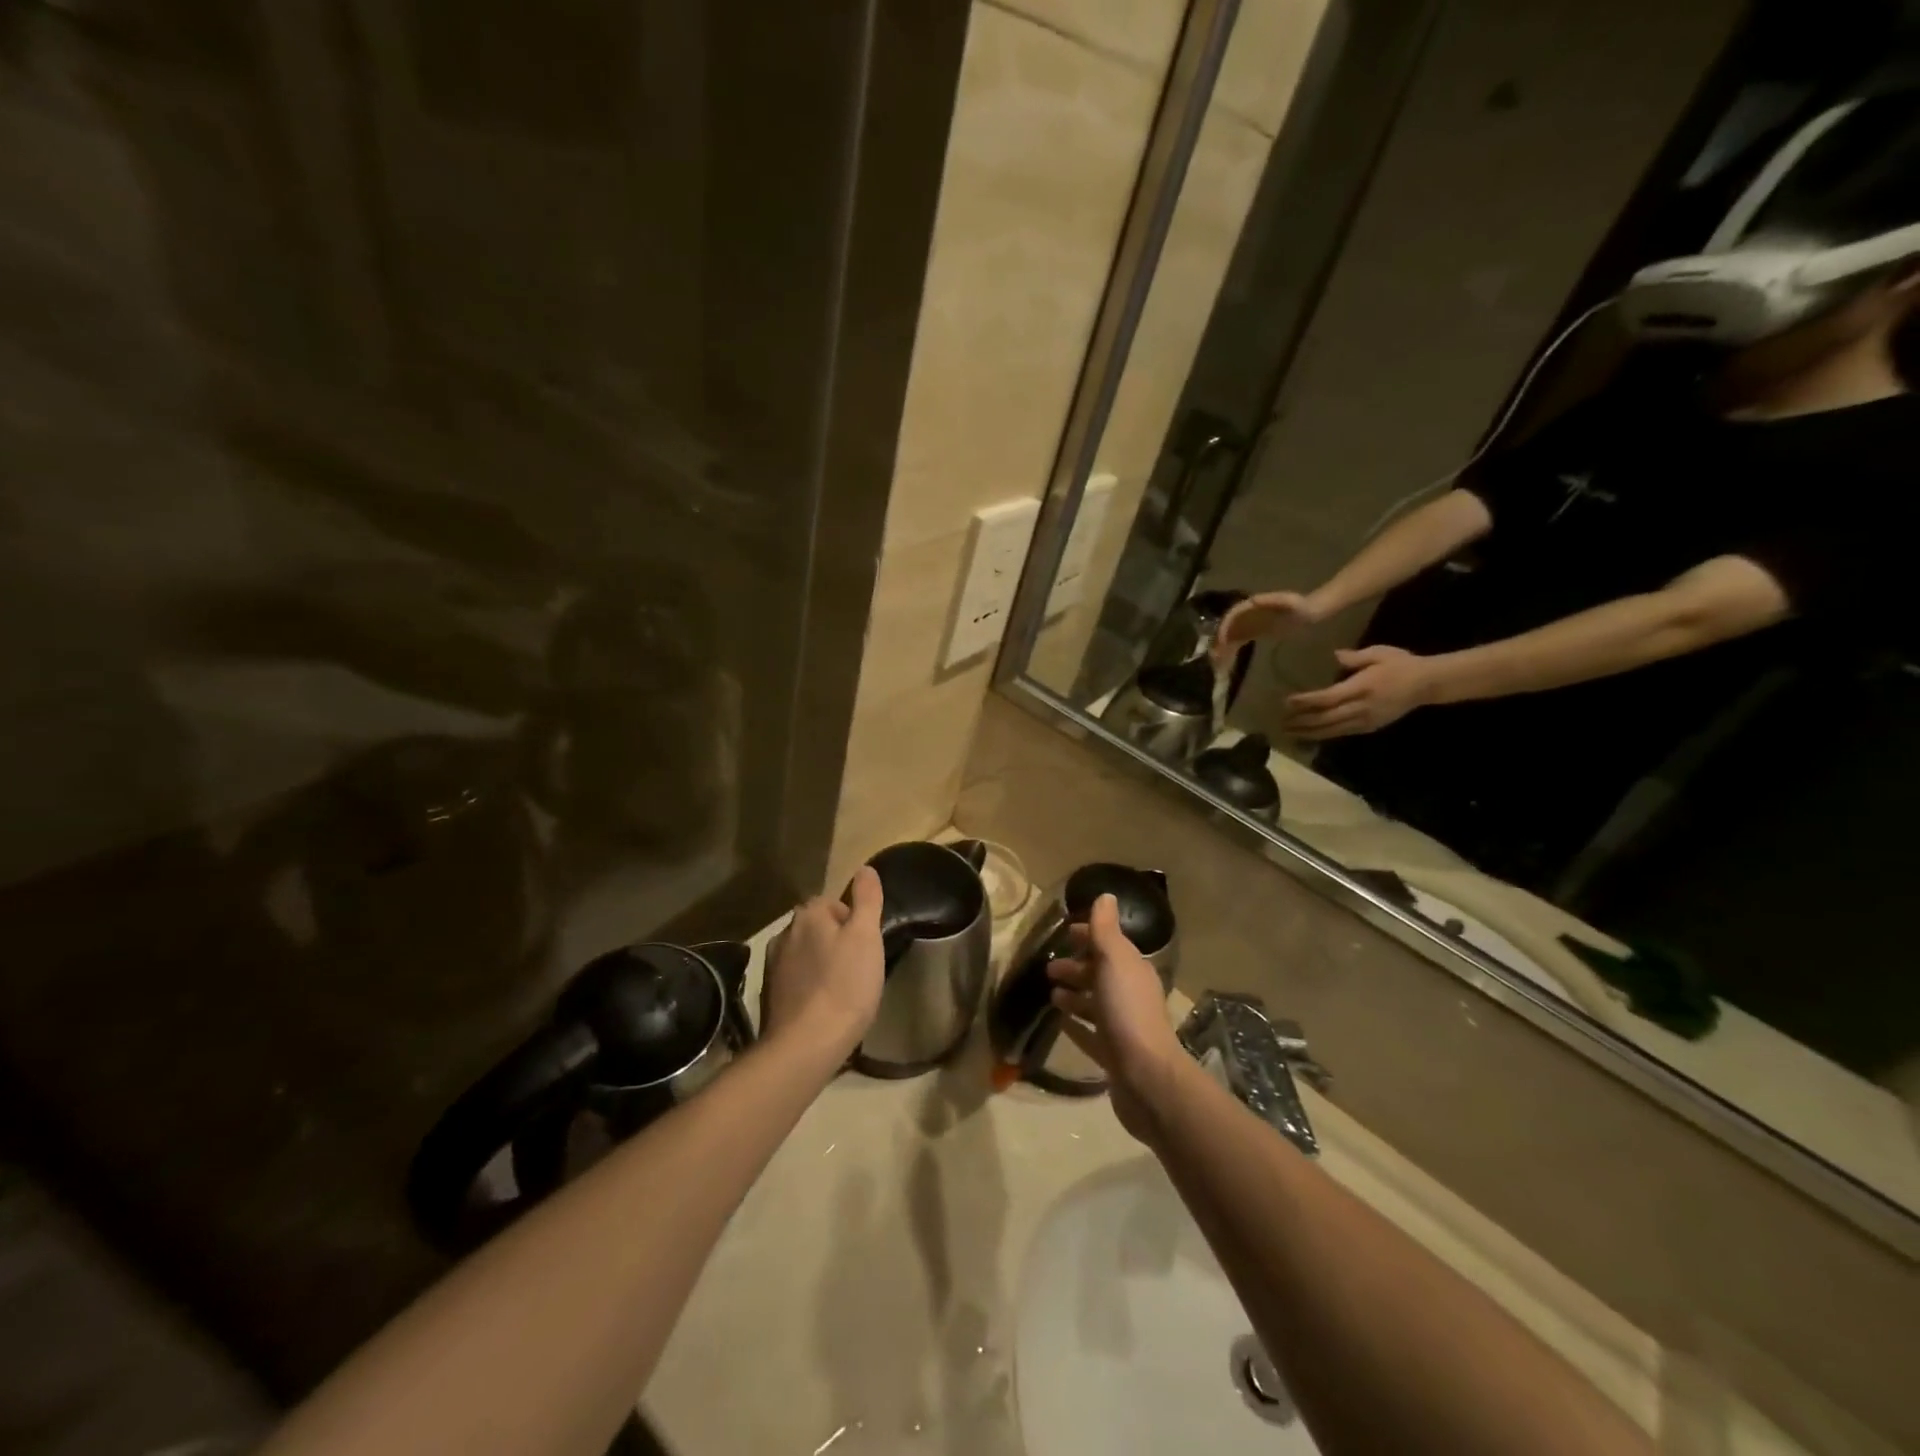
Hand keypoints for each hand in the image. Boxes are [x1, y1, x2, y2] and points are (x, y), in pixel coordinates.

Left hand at [761, 866, 884, 1057]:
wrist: (805, 1045)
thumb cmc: (844, 985)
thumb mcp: (866, 937)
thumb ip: (866, 899)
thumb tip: (865, 868)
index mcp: (808, 915)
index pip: (833, 903)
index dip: (854, 922)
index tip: (866, 947)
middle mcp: (784, 933)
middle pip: (817, 927)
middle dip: (835, 941)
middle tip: (858, 967)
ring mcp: (772, 966)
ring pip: (805, 953)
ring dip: (820, 963)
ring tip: (842, 989)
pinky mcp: (769, 995)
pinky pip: (795, 979)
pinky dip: (809, 986)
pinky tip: (823, 1007)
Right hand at [1045, 894, 1185, 1144]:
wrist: (1146, 1076)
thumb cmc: (1127, 1011)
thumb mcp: (1114, 961)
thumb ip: (1106, 929)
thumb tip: (1106, 895)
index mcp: (1132, 969)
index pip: (1109, 944)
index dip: (1088, 936)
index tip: (1064, 933)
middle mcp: (1130, 993)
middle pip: (1100, 973)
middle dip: (1076, 966)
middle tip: (1048, 968)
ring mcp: (1123, 1025)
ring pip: (1095, 1002)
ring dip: (1075, 994)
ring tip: (1050, 994)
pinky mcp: (1113, 1054)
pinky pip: (1091, 1033)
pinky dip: (1077, 1024)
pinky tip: (1061, 1023)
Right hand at [1213, 590, 1325, 661]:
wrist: (1311, 612)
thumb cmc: (1301, 606)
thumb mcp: (1288, 601)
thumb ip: (1271, 600)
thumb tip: (1252, 601)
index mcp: (1252, 605)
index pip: (1232, 615)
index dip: (1225, 627)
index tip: (1221, 641)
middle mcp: (1247, 614)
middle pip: (1228, 627)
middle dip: (1219, 641)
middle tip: (1215, 657)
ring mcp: (1250, 624)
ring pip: (1231, 636)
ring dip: (1223, 649)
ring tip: (1218, 664)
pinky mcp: (1254, 633)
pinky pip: (1238, 642)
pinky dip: (1232, 652)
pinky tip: (1228, 664)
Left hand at [1283, 644, 1435, 739]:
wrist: (1428, 684)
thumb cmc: (1401, 664)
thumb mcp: (1379, 653)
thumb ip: (1356, 657)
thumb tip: (1335, 655)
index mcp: (1362, 687)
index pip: (1328, 698)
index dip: (1306, 701)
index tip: (1287, 701)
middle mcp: (1362, 707)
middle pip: (1326, 718)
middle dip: (1302, 721)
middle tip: (1281, 722)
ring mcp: (1366, 719)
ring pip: (1333, 729)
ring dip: (1309, 732)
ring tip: (1289, 732)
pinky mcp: (1370, 727)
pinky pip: (1343, 732)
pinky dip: (1325, 735)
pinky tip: (1311, 735)